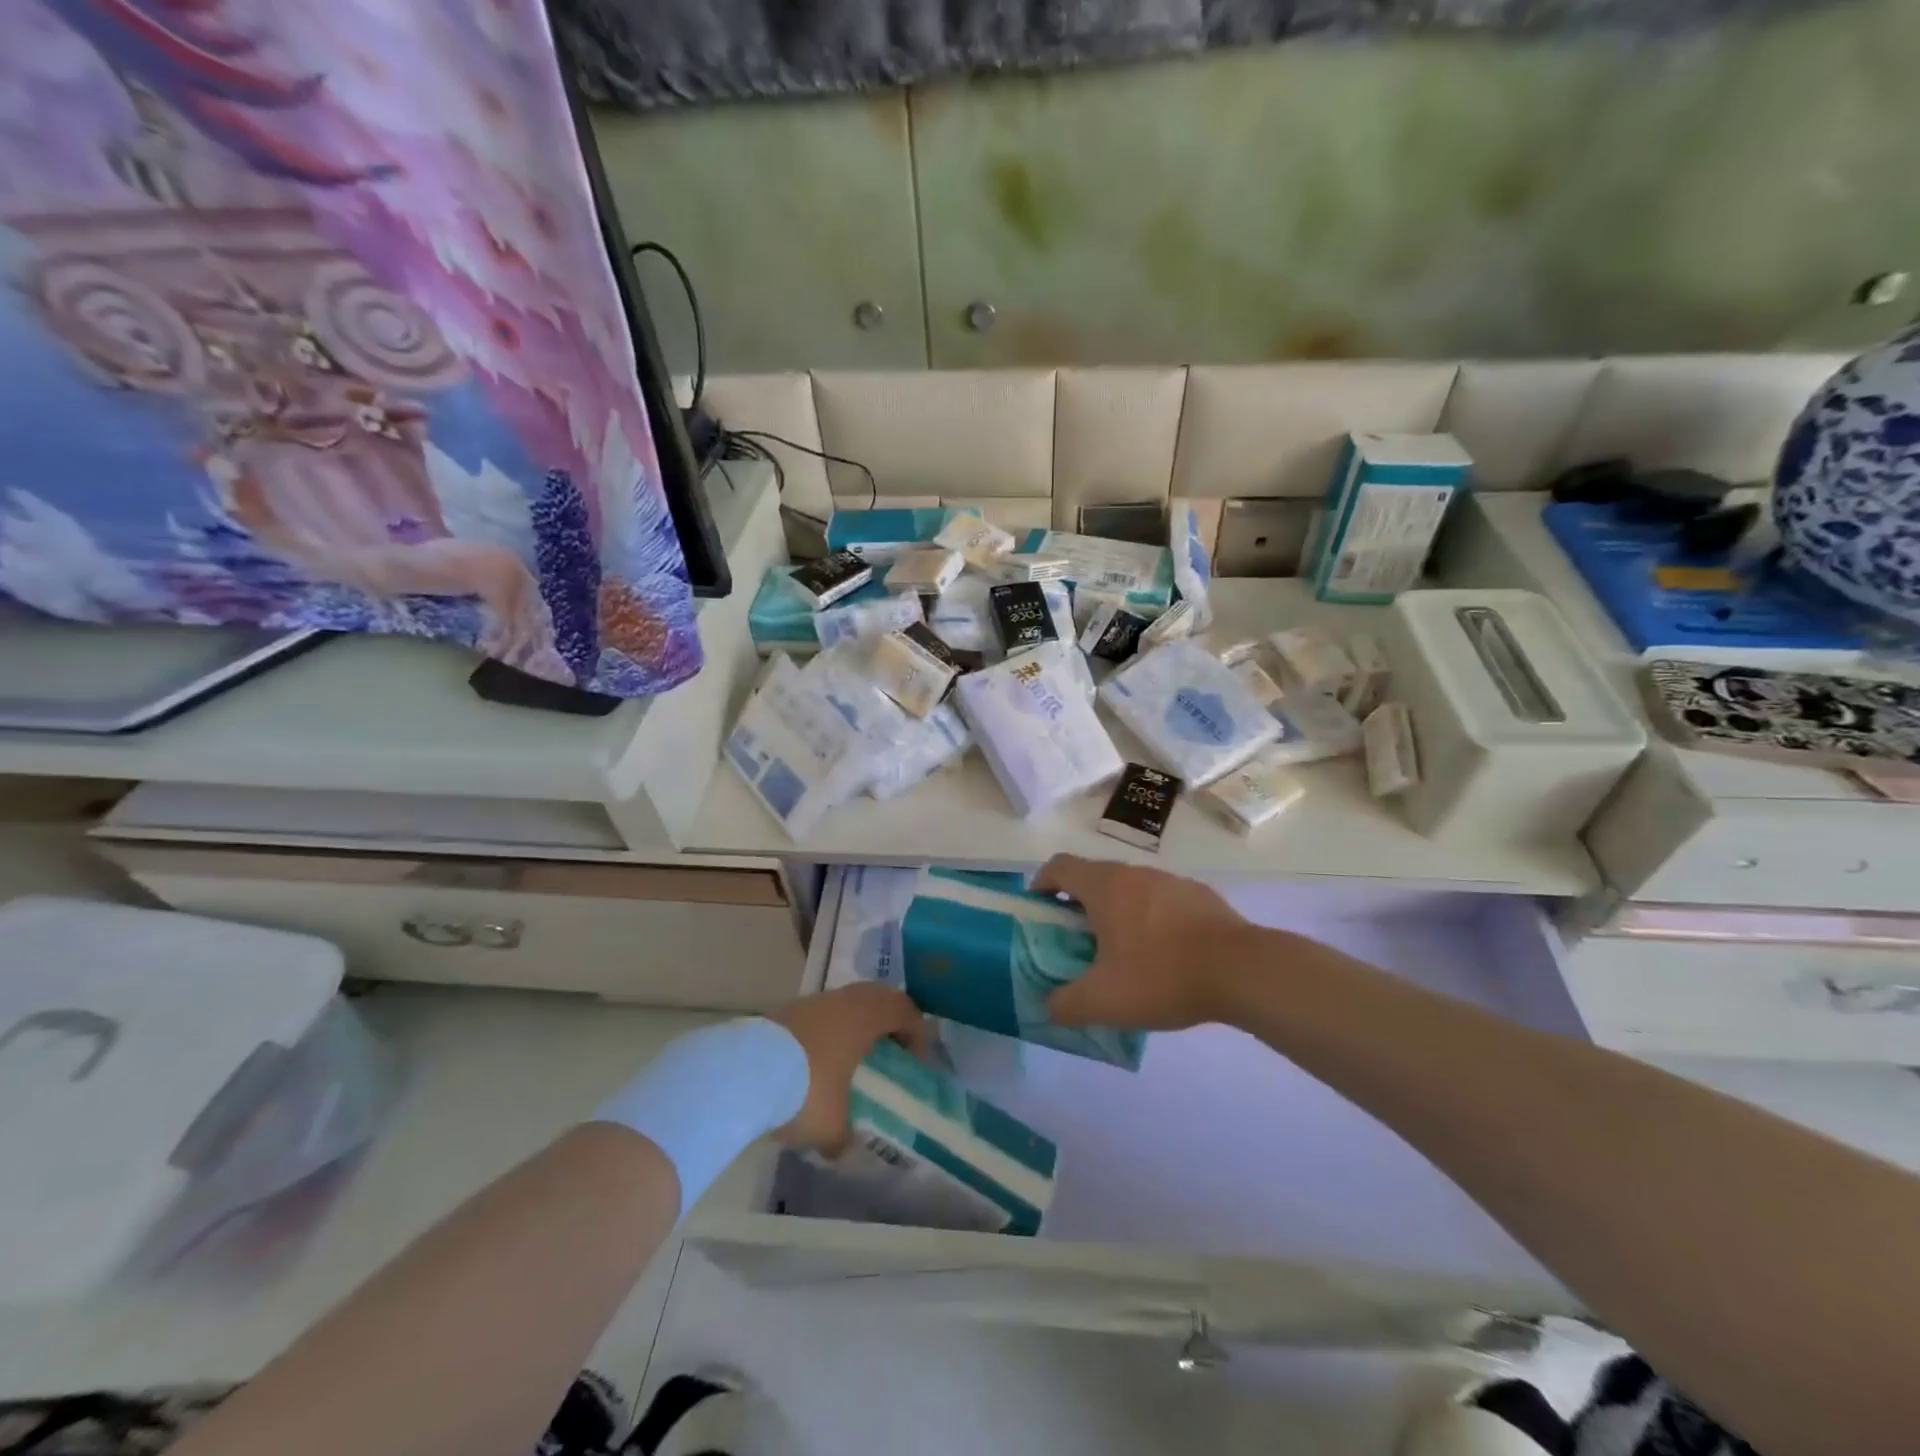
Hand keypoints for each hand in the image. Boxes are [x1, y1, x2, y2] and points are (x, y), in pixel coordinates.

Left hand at [769, 984, 931, 1153]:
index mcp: (864, 1018)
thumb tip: (844, 1150)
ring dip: (853, 1023)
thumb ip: (844, 1137)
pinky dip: (826, 1030)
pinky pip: (818, 1014)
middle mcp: (841, 1001)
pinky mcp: (782, 1011)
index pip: (903, 1009)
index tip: (917, 1059)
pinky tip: (815, 1060)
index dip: (916, 1031)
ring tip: (850, 1056)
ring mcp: (809, 1002)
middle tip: (890, 1048)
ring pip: (844, 1002)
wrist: (741, 1072)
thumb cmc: (804, 1090)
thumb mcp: (831, 1126)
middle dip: (887, 1020)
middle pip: (876, 996)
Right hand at [1032, 854, 1255, 1030]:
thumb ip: (1065, 1004)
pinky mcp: (1200, 896)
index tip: (1038, 911)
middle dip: (1078, 905)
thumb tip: (1048, 1007)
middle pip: (1094, 878)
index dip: (1041, 884)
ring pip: (1130, 889)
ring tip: (1122, 954)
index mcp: (1104, 887)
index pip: (1059, 866)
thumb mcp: (1103, 1001)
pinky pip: (1161, 902)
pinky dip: (1150, 920)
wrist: (1242, 970)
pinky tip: (1164, 957)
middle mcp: (1134, 873)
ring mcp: (1170, 881)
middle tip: (1076, 942)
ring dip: (1117, 912)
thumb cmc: (1161, 975)